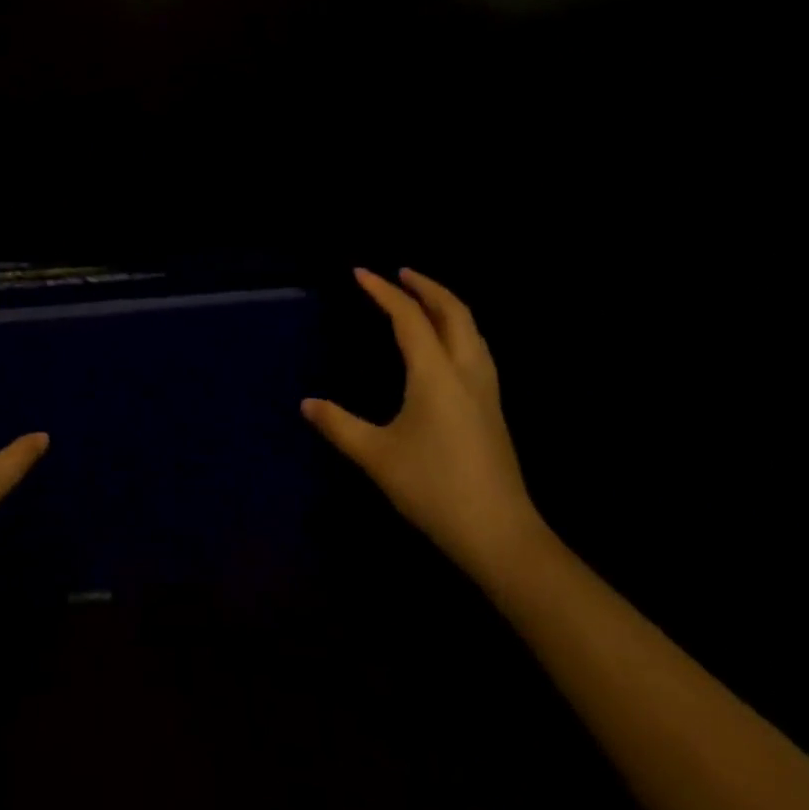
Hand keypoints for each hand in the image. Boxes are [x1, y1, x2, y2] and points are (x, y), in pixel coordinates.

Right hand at [303, 268, 545, 581]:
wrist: (501, 536)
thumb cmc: (435, 489)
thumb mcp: (377, 457)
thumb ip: (339, 425)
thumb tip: (307, 403)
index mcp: (436, 374)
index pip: (409, 318)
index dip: (383, 291)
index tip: (360, 273)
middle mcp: (466, 371)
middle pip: (453, 312)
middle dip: (426, 286)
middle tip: (400, 274)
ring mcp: (486, 390)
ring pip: (471, 329)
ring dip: (446, 305)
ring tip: (422, 299)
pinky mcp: (493, 409)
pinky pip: (476, 348)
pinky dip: (458, 328)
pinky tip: (444, 345)